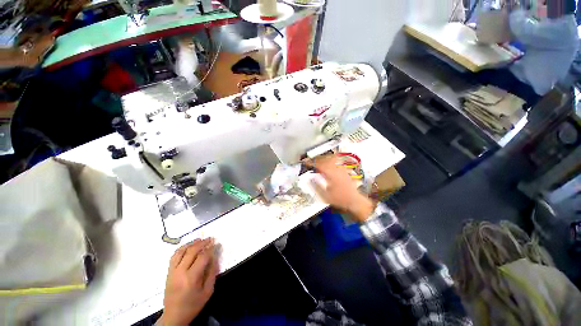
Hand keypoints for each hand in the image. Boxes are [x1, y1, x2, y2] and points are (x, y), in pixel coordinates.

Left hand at [159, 238, 218, 325]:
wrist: (174, 316)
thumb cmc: (193, 305)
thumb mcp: (207, 291)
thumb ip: (212, 273)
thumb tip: (214, 257)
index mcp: (192, 278)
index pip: (202, 257)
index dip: (210, 248)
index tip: (216, 244)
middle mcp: (180, 272)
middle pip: (191, 251)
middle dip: (202, 243)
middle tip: (210, 238)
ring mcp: (172, 272)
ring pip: (181, 251)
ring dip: (191, 243)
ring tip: (199, 240)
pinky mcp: (168, 272)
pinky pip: (174, 256)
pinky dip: (182, 249)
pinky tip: (188, 246)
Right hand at [308, 155, 374, 222]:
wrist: (354, 200)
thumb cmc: (339, 199)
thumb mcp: (325, 195)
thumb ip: (316, 186)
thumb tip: (309, 178)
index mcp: (330, 174)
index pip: (318, 164)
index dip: (311, 162)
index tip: (305, 162)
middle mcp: (336, 169)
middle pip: (324, 159)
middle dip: (316, 159)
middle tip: (310, 161)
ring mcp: (341, 168)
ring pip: (331, 158)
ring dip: (323, 158)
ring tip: (318, 160)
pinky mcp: (345, 170)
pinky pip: (337, 160)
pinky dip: (331, 159)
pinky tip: (330, 160)